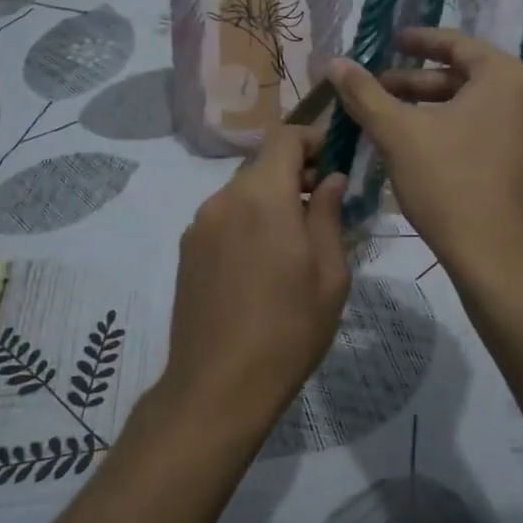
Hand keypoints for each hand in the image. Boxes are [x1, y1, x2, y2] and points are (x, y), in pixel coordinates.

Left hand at [158, 124, 350, 430]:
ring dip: (272, 201)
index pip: (284, 137)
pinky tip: (263, 264)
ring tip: (296, 242)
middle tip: (325, 207)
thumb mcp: (330, 272)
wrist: (219, 385)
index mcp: (263, 196)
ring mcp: (199, 225)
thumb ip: (329, 214)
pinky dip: (249, 222)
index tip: (335, 162)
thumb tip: (332, 179)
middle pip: (263, 165)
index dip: (312, 140)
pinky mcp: (187, 251)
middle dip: (296, 174)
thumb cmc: (290, 328)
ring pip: (243, 193)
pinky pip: (225, 218)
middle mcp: (224, 199)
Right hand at [326, 29, 522, 280]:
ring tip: (402, 121)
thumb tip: (335, 62)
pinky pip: (500, 133)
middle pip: (470, 78)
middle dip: (423, 84)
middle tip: (384, 90)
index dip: (419, 42)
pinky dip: (467, 132)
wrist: (498, 259)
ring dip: (442, 110)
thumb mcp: (398, 134)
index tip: (391, 42)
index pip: (458, 45)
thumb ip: (365, 93)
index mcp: (508, 77)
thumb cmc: (448, 185)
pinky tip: (435, 150)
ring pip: (485, 108)